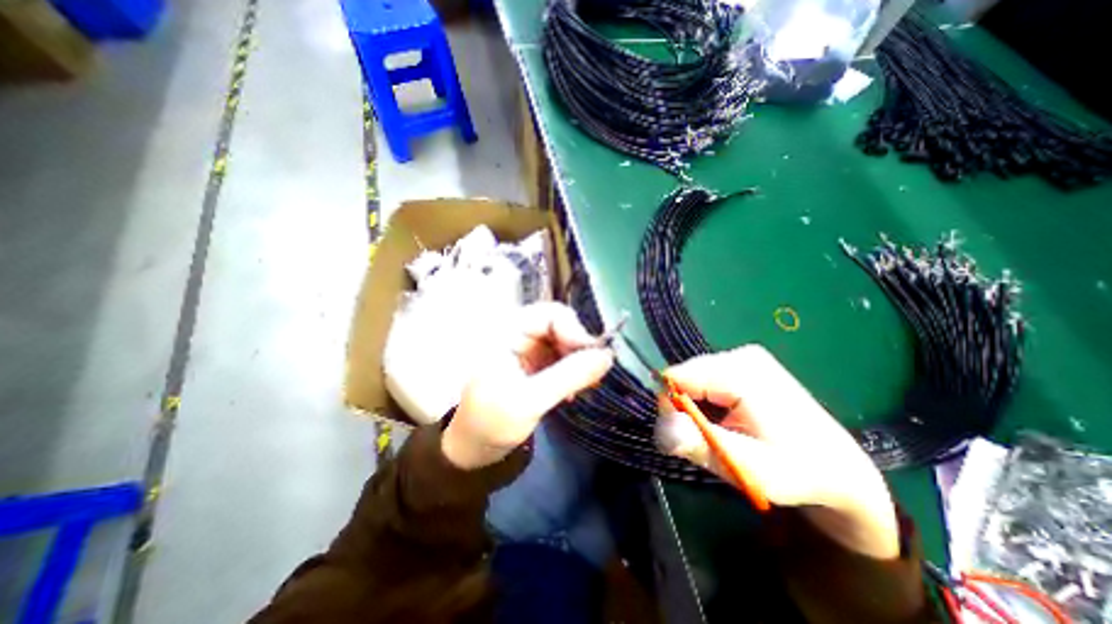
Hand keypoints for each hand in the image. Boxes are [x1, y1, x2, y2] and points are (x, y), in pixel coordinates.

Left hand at [443, 303, 617, 469]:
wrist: (474, 447)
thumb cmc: (491, 423)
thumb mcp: (530, 401)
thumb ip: (569, 376)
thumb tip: (607, 356)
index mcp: (507, 331)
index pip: (551, 314)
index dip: (575, 331)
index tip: (594, 358)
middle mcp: (519, 333)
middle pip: (561, 325)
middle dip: (578, 348)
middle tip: (593, 376)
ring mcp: (528, 348)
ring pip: (565, 341)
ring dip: (579, 361)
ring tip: (584, 387)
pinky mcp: (535, 363)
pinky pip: (562, 357)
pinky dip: (573, 371)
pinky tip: (574, 391)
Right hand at [653, 345, 898, 560]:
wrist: (838, 467)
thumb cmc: (796, 471)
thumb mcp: (748, 467)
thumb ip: (702, 445)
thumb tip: (661, 427)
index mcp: (741, 372)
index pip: (677, 377)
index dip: (671, 407)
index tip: (688, 435)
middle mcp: (740, 355)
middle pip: (685, 375)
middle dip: (685, 407)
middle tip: (710, 438)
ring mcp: (744, 356)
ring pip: (693, 378)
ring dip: (696, 406)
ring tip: (723, 430)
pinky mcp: (744, 363)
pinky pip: (706, 378)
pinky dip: (707, 400)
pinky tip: (727, 417)